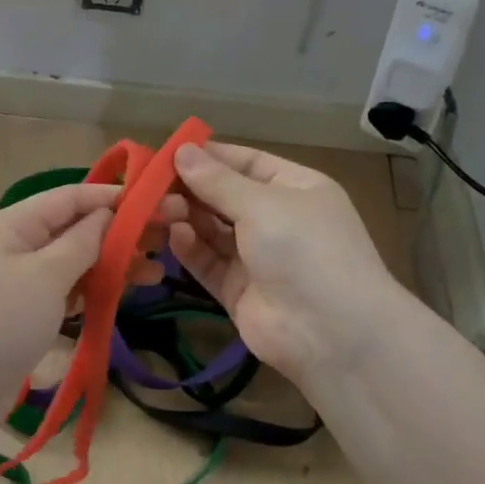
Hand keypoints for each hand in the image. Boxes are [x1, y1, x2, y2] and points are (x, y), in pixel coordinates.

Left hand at [0, 182, 181, 409]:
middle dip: (120, 232)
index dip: (114, 197)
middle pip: (76, 228)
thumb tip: (107, 214)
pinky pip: (67, 290)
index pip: (72, 197)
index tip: (158, 202)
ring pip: (75, 261)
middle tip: (167, 240)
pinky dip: (94, 289)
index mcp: (15, 224)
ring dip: (113, 262)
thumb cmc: (0, 321)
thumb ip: (83, 241)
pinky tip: (124, 293)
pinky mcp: (26, 313)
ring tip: (156, 272)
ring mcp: (21, 280)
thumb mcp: (46, 274)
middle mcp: (17, 245)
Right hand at [168, 141, 405, 386]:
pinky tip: (174, 236)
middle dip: (191, 189)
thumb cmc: (305, 249)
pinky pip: (209, 261)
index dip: (209, 157)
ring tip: (160, 209)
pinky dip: (191, 248)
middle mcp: (277, 219)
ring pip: (212, 230)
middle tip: (152, 185)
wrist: (332, 333)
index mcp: (296, 189)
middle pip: (225, 197)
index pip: (247, 163)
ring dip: (186, 217)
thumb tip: (181, 151)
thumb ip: (217, 181)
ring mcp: (257, 257)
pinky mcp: (238, 290)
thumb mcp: (263, 204)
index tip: (168, 152)